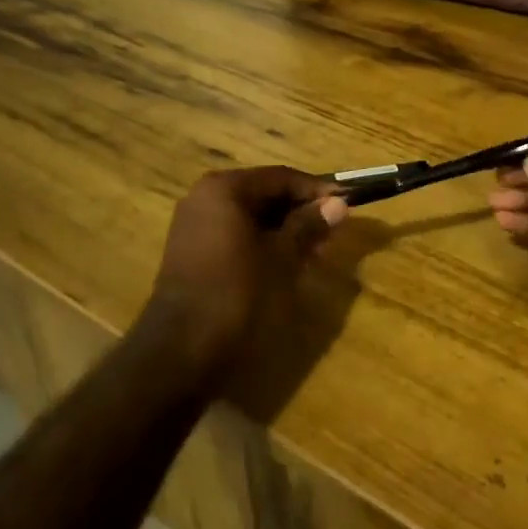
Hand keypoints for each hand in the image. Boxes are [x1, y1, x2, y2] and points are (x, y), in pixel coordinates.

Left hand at [140, 166, 348, 382]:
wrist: (181, 351)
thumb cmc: (238, 294)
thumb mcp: (282, 258)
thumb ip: (308, 226)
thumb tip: (338, 203)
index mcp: (224, 190)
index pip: (280, 177)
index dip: (316, 190)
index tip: (346, 203)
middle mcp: (204, 198)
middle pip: (263, 194)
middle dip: (299, 211)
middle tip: (332, 231)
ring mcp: (194, 226)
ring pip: (250, 217)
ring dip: (283, 229)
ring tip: (314, 250)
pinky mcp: (192, 253)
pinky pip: (235, 235)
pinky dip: (262, 243)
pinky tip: (285, 263)